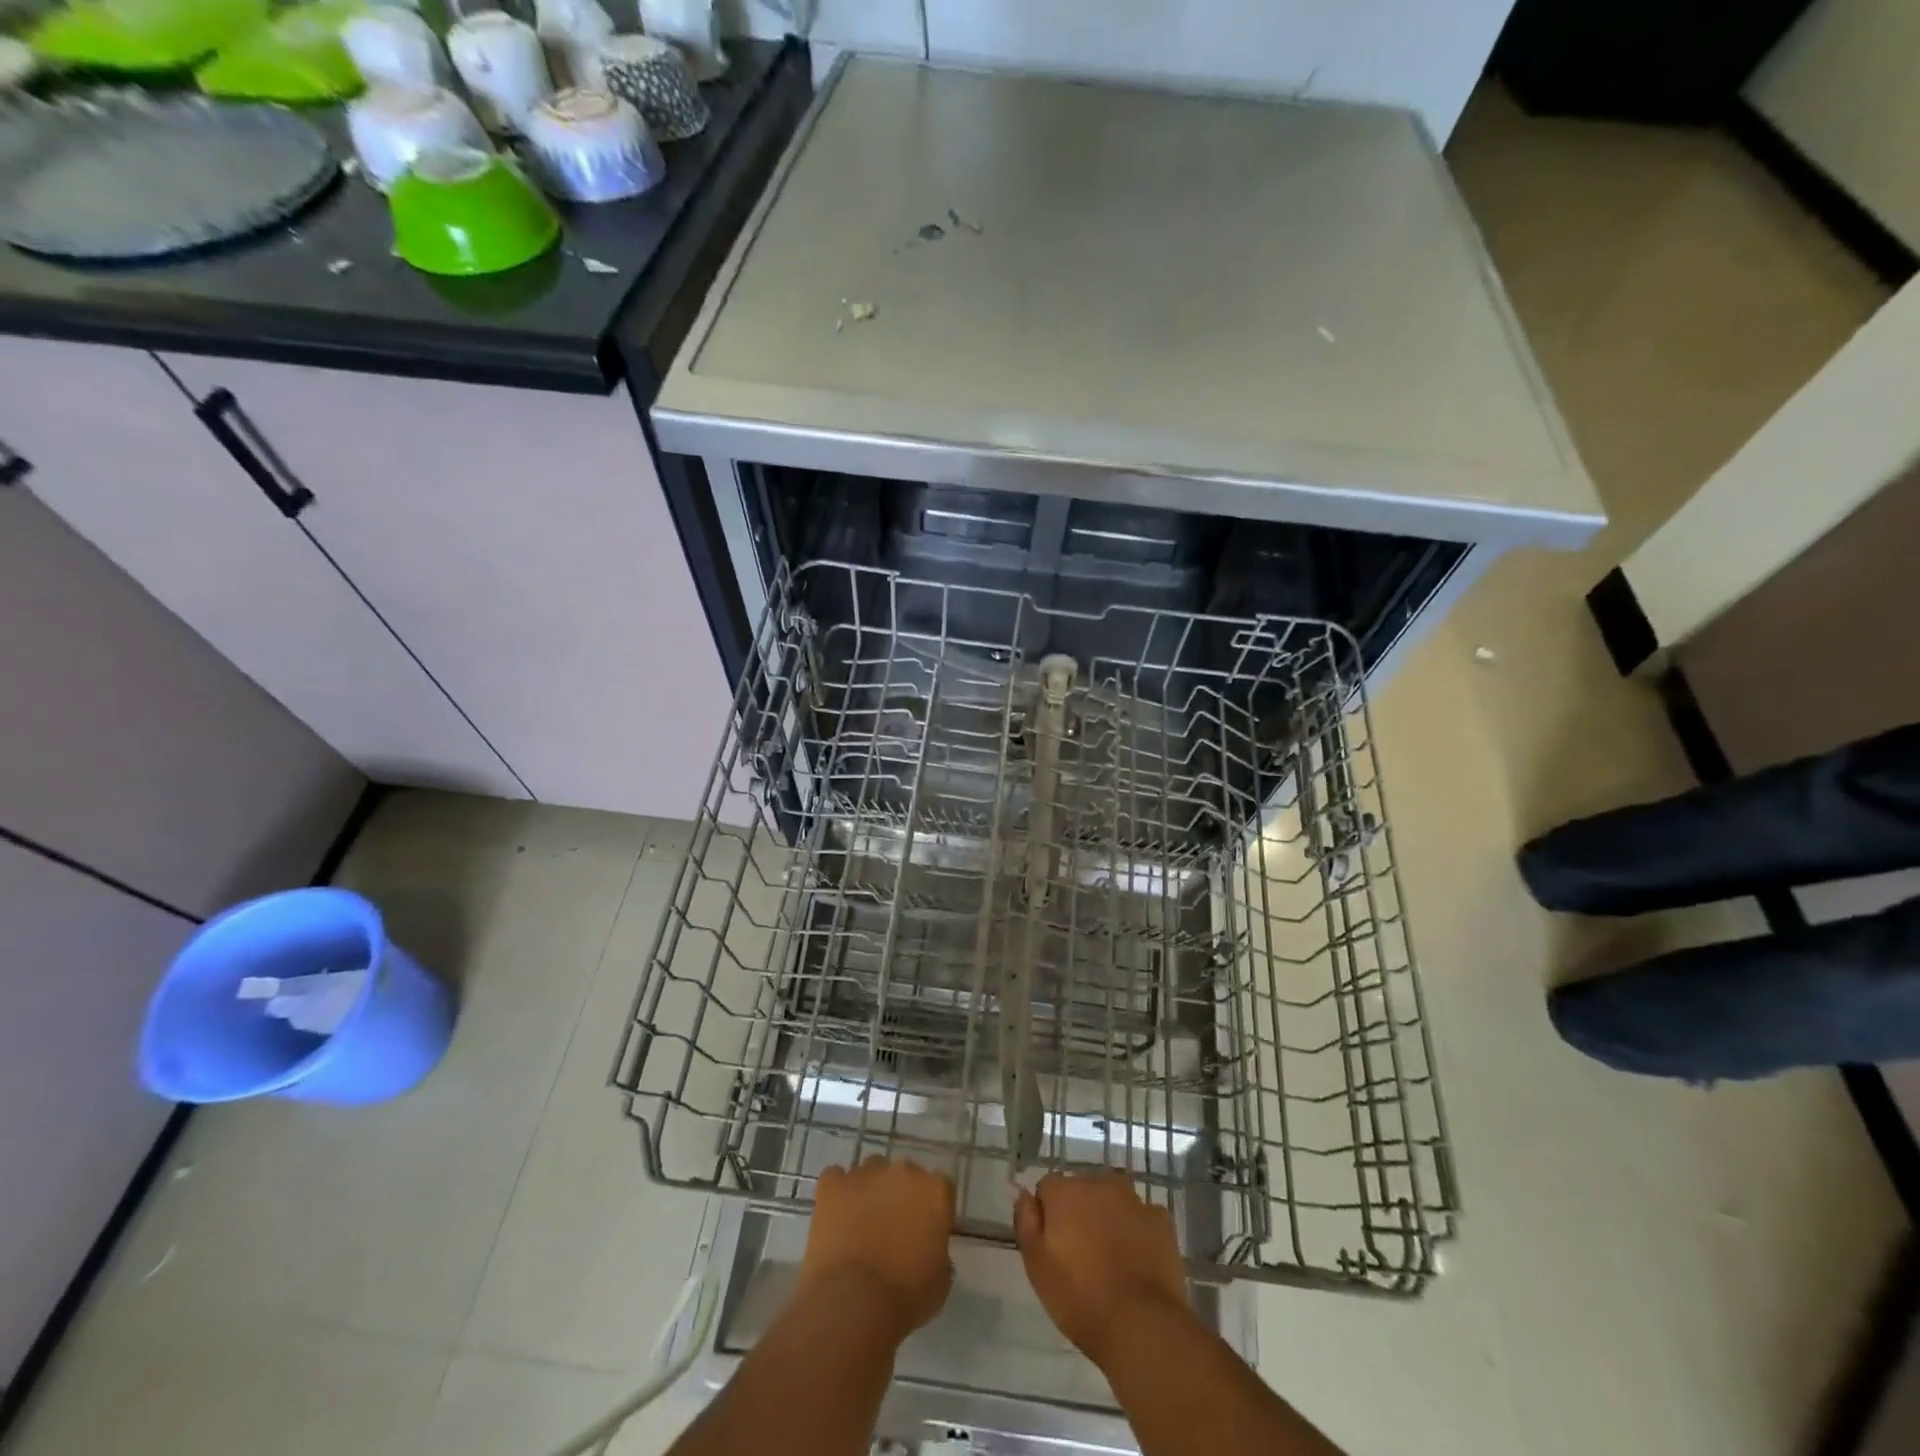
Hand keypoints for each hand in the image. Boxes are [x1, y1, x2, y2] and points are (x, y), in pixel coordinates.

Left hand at [799, 1157, 955, 1340]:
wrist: (853, 1303)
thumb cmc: (904, 1298)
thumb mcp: (939, 1282)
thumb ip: (940, 1254)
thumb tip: (929, 1248)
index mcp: (935, 1191)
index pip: (940, 1187)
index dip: (931, 1208)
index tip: (925, 1231)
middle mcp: (903, 1171)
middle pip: (904, 1174)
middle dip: (899, 1195)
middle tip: (892, 1229)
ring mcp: (865, 1174)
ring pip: (870, 1172)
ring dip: (869, 1191)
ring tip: (860, 1224)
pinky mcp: (832, 1184)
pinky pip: (835, 1178)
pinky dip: (837, 1192)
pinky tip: (835, 1216)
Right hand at [1015, 1170, 1193, 1367]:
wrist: (1142, 1325)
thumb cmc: (1080, 1298)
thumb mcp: (1036, 1265)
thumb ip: (1026, 1221)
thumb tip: (1024, 1192)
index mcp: (1065, 1191)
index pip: (1048, 1189)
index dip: (1048, 1216)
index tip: (1054, 1247)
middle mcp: (1099, 1183)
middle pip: (1082, 1191)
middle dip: (1079, 1213)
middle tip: (1082, 1257)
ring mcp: (1134, 1199)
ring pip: (1112, 1201)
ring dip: (1108, 1219)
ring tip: (1111, 1261)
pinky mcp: (1161, 1219)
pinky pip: (1141, 1218)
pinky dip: (1137, 1232)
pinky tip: (1137, 1262)